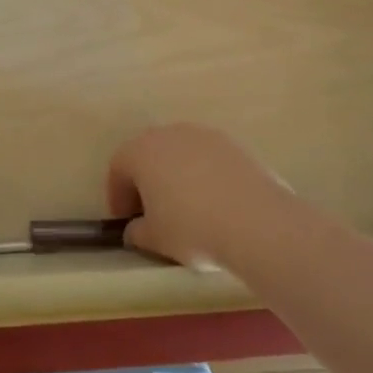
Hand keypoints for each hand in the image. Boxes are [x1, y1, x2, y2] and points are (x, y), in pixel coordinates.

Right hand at [107, 124, 290, 268]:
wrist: (255, 221)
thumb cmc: (192, 227)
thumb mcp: (155, 239)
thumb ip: (137, 232)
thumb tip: (136, 229)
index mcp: (141, 151)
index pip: (118, 167)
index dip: (117, 194)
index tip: (126, 220)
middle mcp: (169, 133)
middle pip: (148, 154)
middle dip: (146, 181)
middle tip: (152, 212)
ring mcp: (204, 135)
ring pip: (179, 153)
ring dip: (176, 175)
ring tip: (186, 207)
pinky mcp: (233, 144)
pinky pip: (207, 158)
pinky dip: (204, 175)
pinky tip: (214, 202)